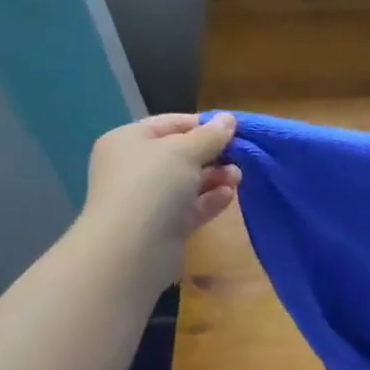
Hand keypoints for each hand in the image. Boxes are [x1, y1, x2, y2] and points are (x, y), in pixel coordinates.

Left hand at [82, 113, 240, 288]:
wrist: (132, 249)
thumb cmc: (152, 185)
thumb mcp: (184, 151)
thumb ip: (210, 135)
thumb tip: (228, 119)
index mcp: (129, 141)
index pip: (170, 124)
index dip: (202, 124)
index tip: (234, 129)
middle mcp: (136, 168)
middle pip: (181, 154)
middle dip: (213, 154)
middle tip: (240, 155)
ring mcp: (149, 199)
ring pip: (189, 182)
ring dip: (215, 177)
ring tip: (237, 177)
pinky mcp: (164, 226)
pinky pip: (192, 207)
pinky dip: (211, 200)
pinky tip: (230, 195)